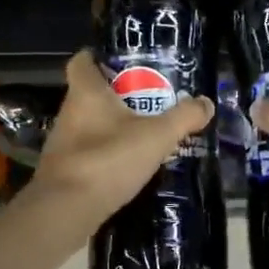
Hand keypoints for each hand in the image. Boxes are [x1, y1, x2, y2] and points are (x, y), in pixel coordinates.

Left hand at [31, 51, 213, 225]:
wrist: (66, 210)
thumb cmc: (109, 160)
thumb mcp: (157, 136)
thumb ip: (183, 117)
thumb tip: (206, 103)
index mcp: (86, 93)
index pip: (81, 61)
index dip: (97, 57)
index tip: (121, 62)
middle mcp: (68, 113)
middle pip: (89, 94)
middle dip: (115, 96)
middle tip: (147, 100)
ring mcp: (62, 143)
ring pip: (88, 125)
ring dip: (111, 127)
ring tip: (142, 133)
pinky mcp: (62, 171)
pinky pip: (87, 152)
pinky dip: (105, 154)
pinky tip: (127, 165)